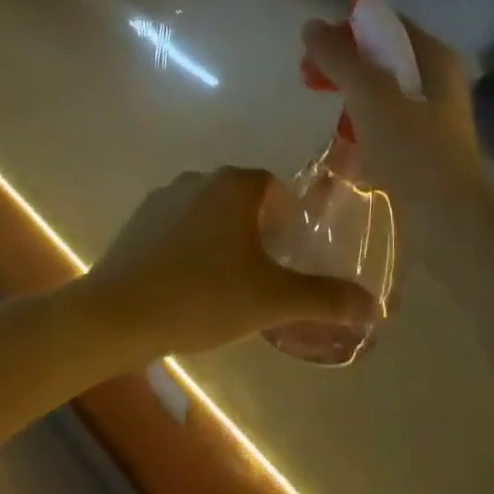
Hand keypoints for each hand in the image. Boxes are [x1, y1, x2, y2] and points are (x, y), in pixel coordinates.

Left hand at [81, 168, 376, 356]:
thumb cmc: (203, 296)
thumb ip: (325, 299)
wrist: (118, 315)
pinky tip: (187, 286)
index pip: (275, 189)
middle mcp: (199, 179)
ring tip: (225, 285)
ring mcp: (163, 198)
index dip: (288, 220)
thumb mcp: (272, 300)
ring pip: (208, 213)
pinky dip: (189, 247)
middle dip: (257, 230)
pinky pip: (177, 228)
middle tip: (263, 275)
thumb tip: (375, 305)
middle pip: (242, 199)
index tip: (289, 255)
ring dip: (222, 238)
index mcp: (235, 185)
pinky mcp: (137, 222)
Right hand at [299, 14, 486, 214]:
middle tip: (308, 75)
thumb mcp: (369, 94)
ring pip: (381, 88)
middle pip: (382, 55)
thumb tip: (311, 26)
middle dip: (342, 60)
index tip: (314, 45)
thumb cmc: (410, 146)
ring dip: (349, 90)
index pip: (386, 23)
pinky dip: (362, 118)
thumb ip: (339, 57)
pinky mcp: (423, 145)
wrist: (446, 217)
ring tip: (323, 104)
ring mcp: (432, 114)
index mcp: (434, 56)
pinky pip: (385, 118)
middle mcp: (438, 79)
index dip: (348, 27)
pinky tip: (345, 136)